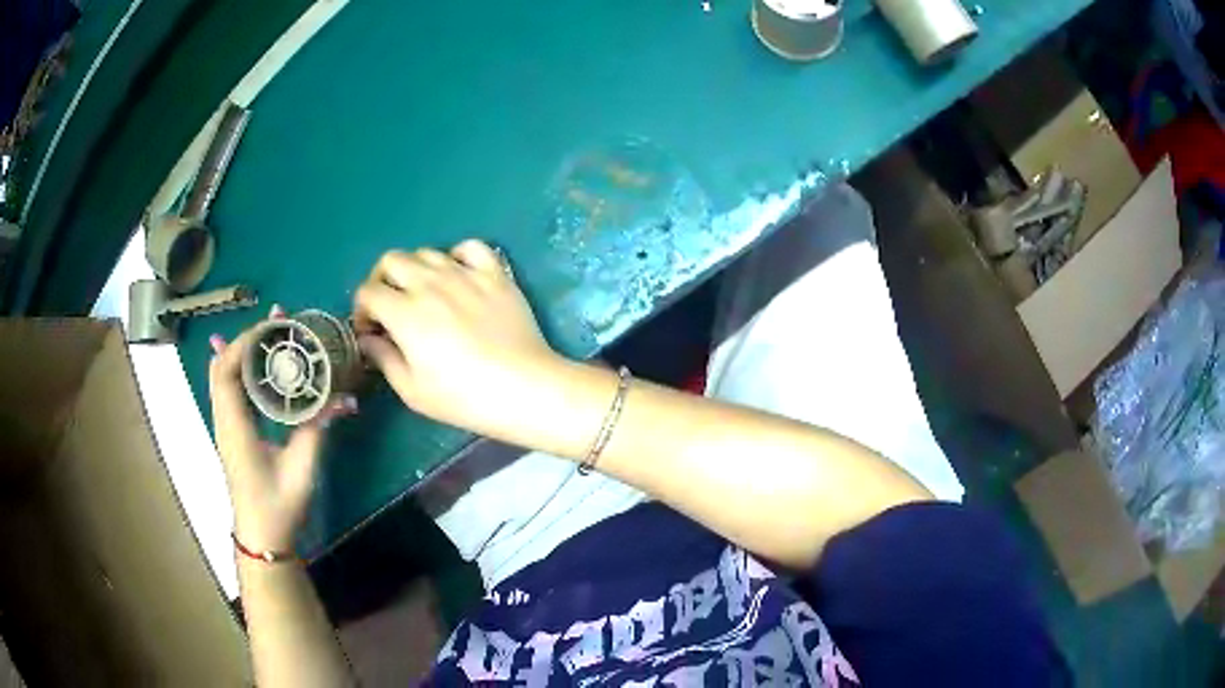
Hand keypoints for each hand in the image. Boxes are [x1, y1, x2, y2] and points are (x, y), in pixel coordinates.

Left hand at [208, 306, 356, 552]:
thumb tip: (342, 400)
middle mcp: (224, 421)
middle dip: (247, 338)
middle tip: (277, 320)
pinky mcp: (232, 431)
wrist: (261, 537)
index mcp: (235, 428)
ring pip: (223, 375)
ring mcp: (225, 425)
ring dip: (244, 349)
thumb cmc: (278, 506)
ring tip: (269, 330)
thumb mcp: (301, 468)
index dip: (246, 343)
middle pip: (223, 366)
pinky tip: (252, 358)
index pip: (228, 372)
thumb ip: (316, 429)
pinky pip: (229, 389)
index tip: (273, 327)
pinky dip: (240, 366)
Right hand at [352, 240, 560, 436]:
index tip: (370, 329)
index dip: (362, 309)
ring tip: (423, 294)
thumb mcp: (412, 390)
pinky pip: (470, 247)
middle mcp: (430, 283)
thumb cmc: (463, 397)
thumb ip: (384, 358)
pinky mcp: (495, 274)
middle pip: (391, 260)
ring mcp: (465, 274)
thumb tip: (368, 338)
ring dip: (415, 269)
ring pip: (426, 252)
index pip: (368, 292)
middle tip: (390, 306)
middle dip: (382, 281)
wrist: (524, 388)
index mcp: (404, 312)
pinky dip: (457, 255)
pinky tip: (458, 275)